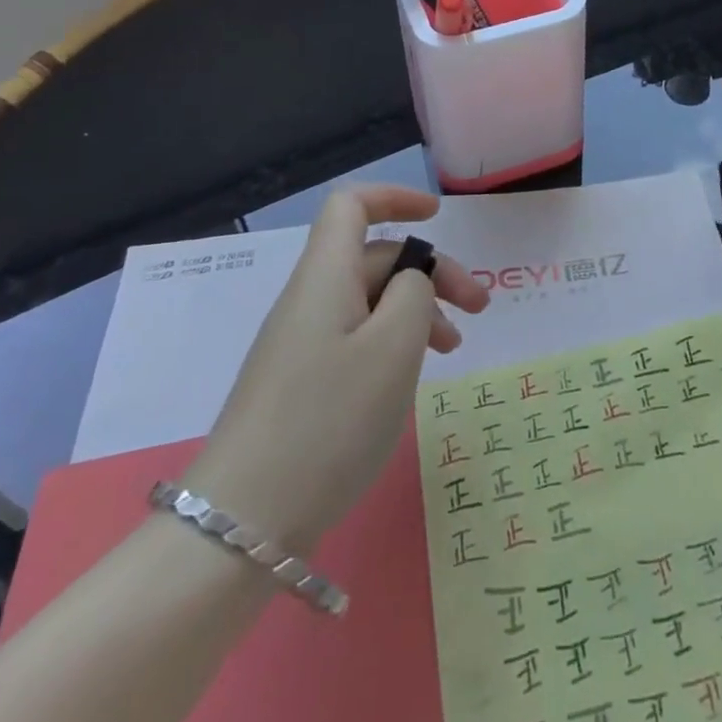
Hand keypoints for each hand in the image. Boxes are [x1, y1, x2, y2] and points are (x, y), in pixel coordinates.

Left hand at [183, 185, 488, 551]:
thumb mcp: (393, 348)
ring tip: (454, 348)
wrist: (242, 524)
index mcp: (326, 275)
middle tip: (479, 309)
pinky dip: (392, 342)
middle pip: (373, 256)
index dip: (395, 197)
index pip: (352, 205)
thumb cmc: (329, 421)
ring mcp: (300, 342)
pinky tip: (411, 377)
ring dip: (416, 310)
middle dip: (430, 270)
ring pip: (369, 301)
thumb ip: (414, 293)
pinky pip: (354, 338)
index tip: (438, 216)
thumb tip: (411, 280)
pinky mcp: (299, 382)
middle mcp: (309, 298)